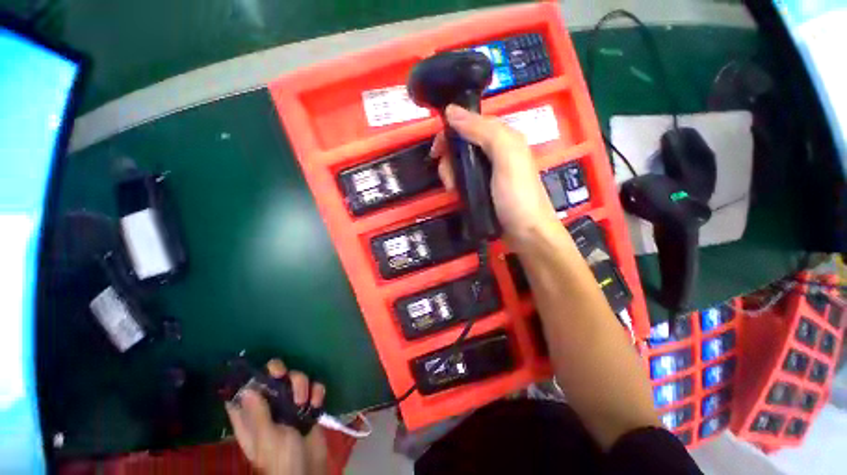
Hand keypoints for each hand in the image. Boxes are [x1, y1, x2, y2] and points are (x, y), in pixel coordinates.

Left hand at [225, 359, 327, 474]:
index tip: (257, 370)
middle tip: (283, 376)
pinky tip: (317, 404)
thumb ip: (258, 413)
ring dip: (302, 385)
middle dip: (281, 374)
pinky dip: (317, 393)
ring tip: (303, 402)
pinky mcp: (309, 406)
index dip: (248, 378)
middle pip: (273, 378)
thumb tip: (247, 389)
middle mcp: (270, 407)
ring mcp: (290, 405)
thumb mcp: (268, 437)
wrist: (309, 469)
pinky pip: (314, 388)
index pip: (242, 393)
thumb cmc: (282, 458)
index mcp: (252, 417)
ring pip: (295, 380)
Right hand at [431, 105, 558, 246]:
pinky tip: (455, 193)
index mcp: (503, 137)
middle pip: (462, 144)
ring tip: (452, 190)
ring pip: (460, 161)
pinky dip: (456, 183)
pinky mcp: (483, 187)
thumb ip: (484, 132)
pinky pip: (464, 177)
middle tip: (448, 178)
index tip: (436, 151)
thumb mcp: (506, 158)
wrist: (527, 234)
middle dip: (449, 159)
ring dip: (450, 173)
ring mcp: (489, 171)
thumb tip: (451, 111)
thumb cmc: (517, 196)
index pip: (469, 123)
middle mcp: (495, 150)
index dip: (450, 133)